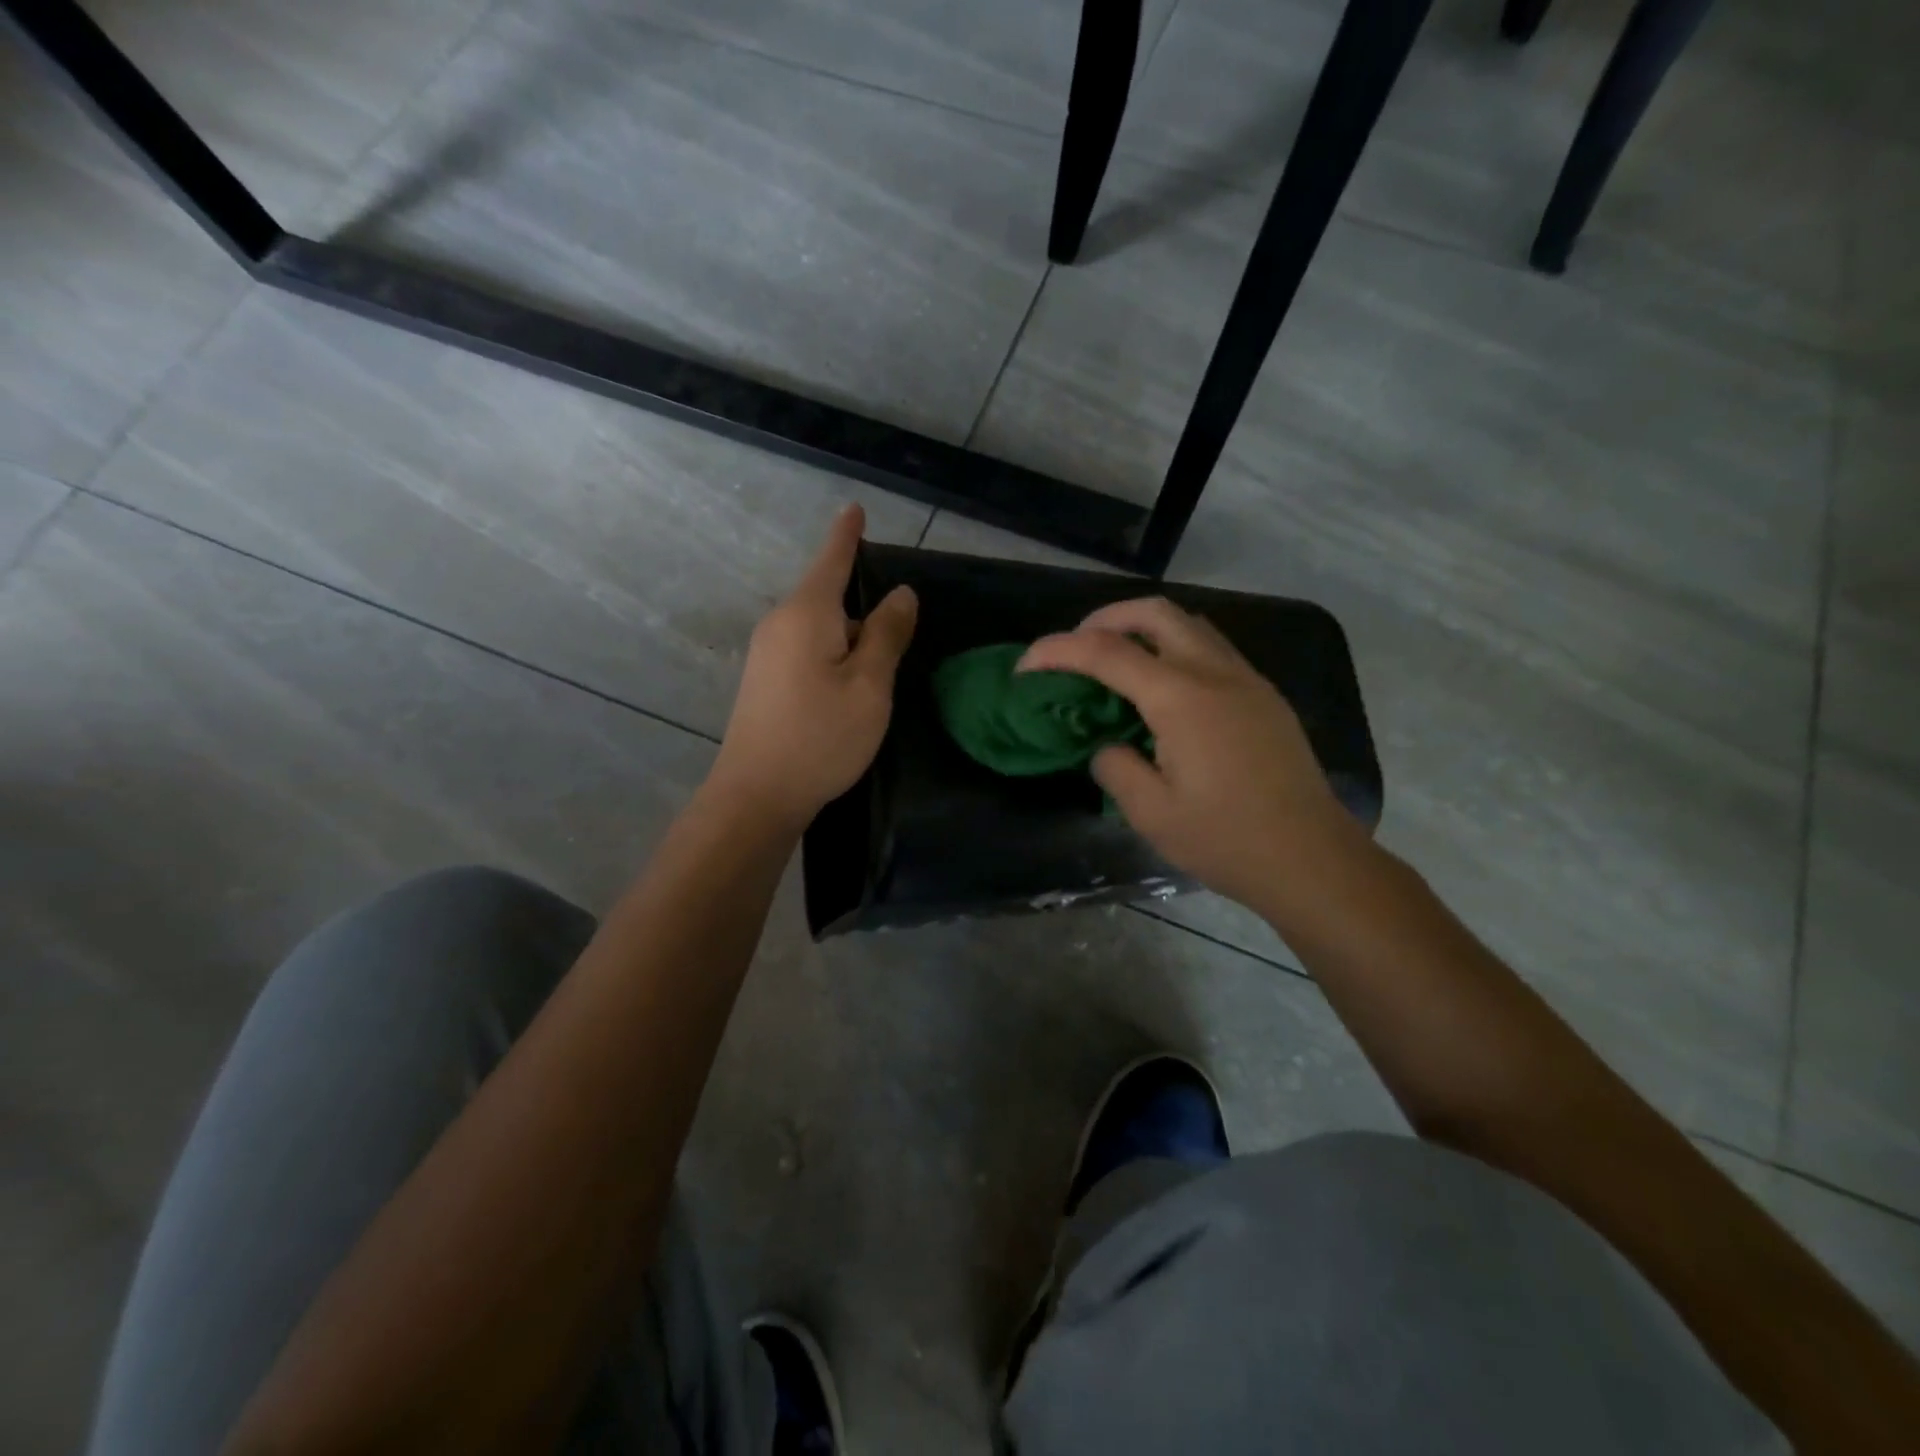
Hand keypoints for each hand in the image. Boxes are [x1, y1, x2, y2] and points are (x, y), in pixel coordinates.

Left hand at [709, 505, 916, 832]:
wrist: (756, 795)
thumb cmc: (820, 737)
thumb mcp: (869, 686)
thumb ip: (887, 635)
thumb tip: (901, 594)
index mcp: (807, 614)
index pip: (833, 559)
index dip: (848, 534)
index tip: (855, 508)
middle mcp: (780, 623)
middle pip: (827, 594)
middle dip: (860, 599)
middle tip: (900, 626)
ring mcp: (767, 653)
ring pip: (818, 626)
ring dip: (849, 633)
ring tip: (881, 661)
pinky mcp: (764, 680)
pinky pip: (806, 648)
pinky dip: (833, 652)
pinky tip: (849, 683)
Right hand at [1019, 597, 1360, 913]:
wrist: (1311, 858)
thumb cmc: (1227, 840)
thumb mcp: (1151, 813)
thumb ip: (1115, 766)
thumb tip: (1107, 745)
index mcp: (1181, 697)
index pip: (1106, 652)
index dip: (1058, 651)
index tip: (1026, 667)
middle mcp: (1214, 672)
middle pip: (1154, 612)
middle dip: (1104, 618)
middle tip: (1075, 647)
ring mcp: (1246, 679)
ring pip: (1188, 624)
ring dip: (1143, 628)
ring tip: (1115, 662)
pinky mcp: (1263, 695)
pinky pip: (1210, 648)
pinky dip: (1173, 648)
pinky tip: (1162, 689)